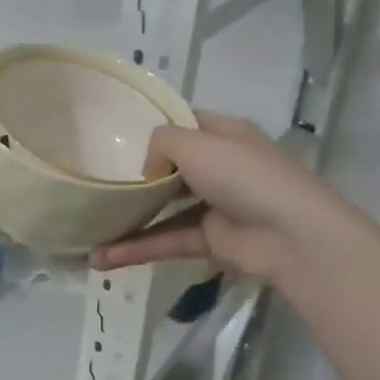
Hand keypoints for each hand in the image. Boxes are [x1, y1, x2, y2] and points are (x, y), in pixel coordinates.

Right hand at [90, 112, 353, 284]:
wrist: (292, 234)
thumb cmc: (244, 174)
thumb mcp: (197, 143)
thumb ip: (161, 144)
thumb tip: (148, 171)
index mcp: (222, 133)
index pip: (182, 122)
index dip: (151, 126)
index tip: (112, 135)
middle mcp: (218, 165)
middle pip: (169, 166)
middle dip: (133, 175)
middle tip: (93, 180)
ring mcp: (214, 204)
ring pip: (163, 209)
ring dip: (128, 220)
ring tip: (87, 229)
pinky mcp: (210, 239)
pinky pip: (167, 239)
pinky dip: (138, 248)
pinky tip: (103, 258)